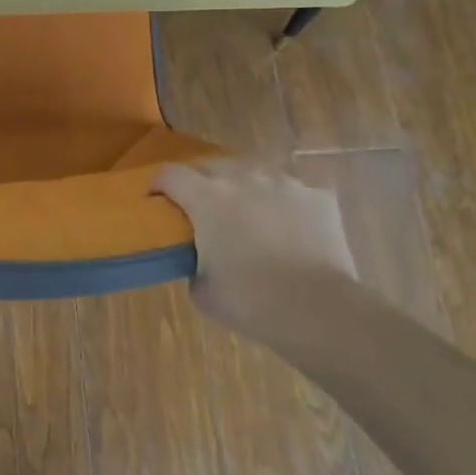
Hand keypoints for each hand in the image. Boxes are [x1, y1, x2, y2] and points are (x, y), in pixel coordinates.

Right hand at [155, 159, 357, 338]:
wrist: (318, 309)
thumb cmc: (250, 302)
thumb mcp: (202, 291)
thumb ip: (194, 263)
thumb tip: (201, 259)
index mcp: (208, 199)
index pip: (170, 174)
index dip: (158, 184)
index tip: (157, 200)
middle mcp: (244, 179)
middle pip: (212, 165)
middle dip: (201, 181)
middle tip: (202, 208)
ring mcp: (285, 184)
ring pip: (255, 172)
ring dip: (244, 188)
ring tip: (249, 214)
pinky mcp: (318, 196)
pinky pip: (292, 191)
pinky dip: (284, 204)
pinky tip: (289, 228)